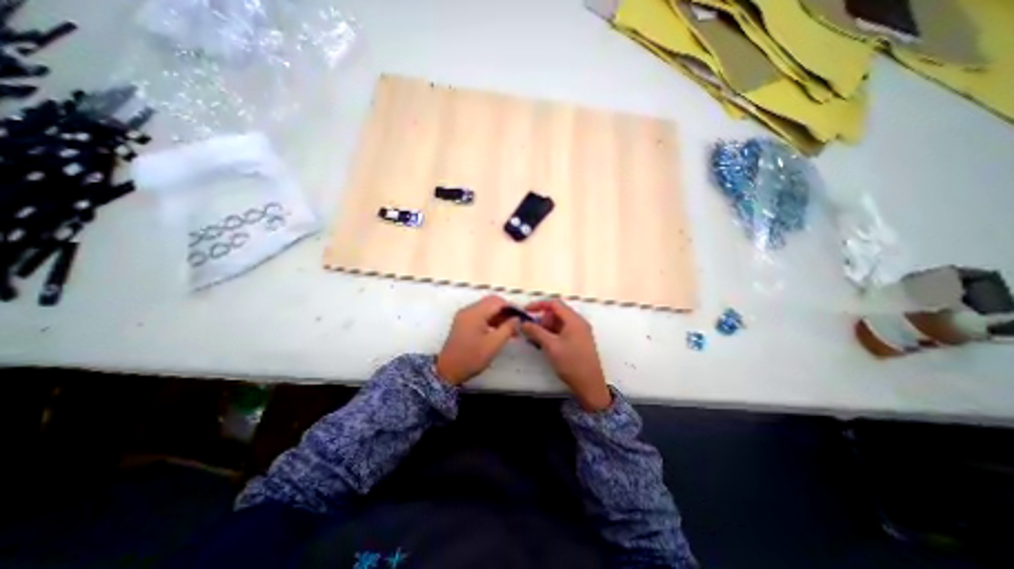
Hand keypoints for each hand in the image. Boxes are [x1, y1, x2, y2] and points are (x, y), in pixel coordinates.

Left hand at [435, 295, 516, 383]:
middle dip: (506, 311)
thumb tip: (517, 319)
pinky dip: (491, 320)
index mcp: (475, 313)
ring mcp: (464, 316)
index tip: (522, 316)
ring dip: (499, 316)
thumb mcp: (493, 344)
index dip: (512, 307)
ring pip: (486, 309)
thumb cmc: (471, 358)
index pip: (497, 301)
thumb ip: (508, 329)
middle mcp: (468, 310)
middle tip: (517, 322)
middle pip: (491, 302)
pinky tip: (500, 331)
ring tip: (512, 329)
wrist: (448, 371)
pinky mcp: (463, 323)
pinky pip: (480, 315)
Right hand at [522, 299, 608, 409]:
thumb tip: (523, 323)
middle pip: (557, 313)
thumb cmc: (571, 363)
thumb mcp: (550, 346)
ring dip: (546, 328)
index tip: (526, 311)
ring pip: (559, 323)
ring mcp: (580, 332)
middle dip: (542, 319)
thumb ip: (536, 331)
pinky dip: (552, 335)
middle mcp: (578, 323)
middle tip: (531, 331)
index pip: (554, 304)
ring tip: (536, 340)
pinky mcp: (579, 341)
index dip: (538, 305)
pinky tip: (544, 345)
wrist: (590, 385)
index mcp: (574, 320)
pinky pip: (563, 331)